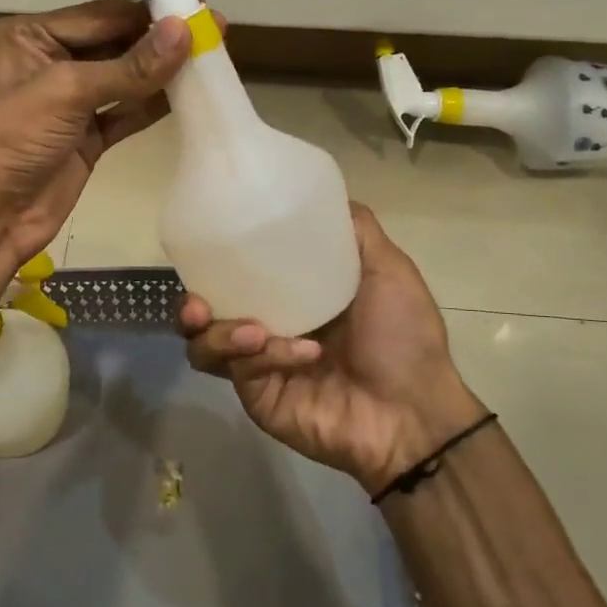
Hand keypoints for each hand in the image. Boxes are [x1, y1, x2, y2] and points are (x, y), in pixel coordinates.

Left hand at [0, 0, 193, 264]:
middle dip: (160, 37)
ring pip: (125, 78)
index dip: (147, 9)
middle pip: (115, 42)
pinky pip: (126, 112)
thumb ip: (130, 65)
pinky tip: (190, 92)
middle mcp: (49, 61)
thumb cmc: (12, 138)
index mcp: (30, 36)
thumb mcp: (67, 91)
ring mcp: (69, 102)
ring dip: (163, 70)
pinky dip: (154, 104)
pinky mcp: (86, 136)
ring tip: (212, 53)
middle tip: (214, 24)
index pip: (99, 15)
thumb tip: (185, 29)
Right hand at [180, 204, 488, 494]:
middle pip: (207, 313)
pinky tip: (301, 354)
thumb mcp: (388, 271)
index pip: (236, 276)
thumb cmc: (404, 338)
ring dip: (220, 334)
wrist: (415, 412)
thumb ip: (356, 232)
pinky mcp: (258, 398)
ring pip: (205, 346)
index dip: (213, 264)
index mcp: (290, 297)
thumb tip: (324, 194)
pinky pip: (238, 372)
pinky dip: (266, 357)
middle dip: (192, 305)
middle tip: (199, 302)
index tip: (208, 247)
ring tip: (251, 331)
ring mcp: (259, 366)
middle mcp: (266, 328)